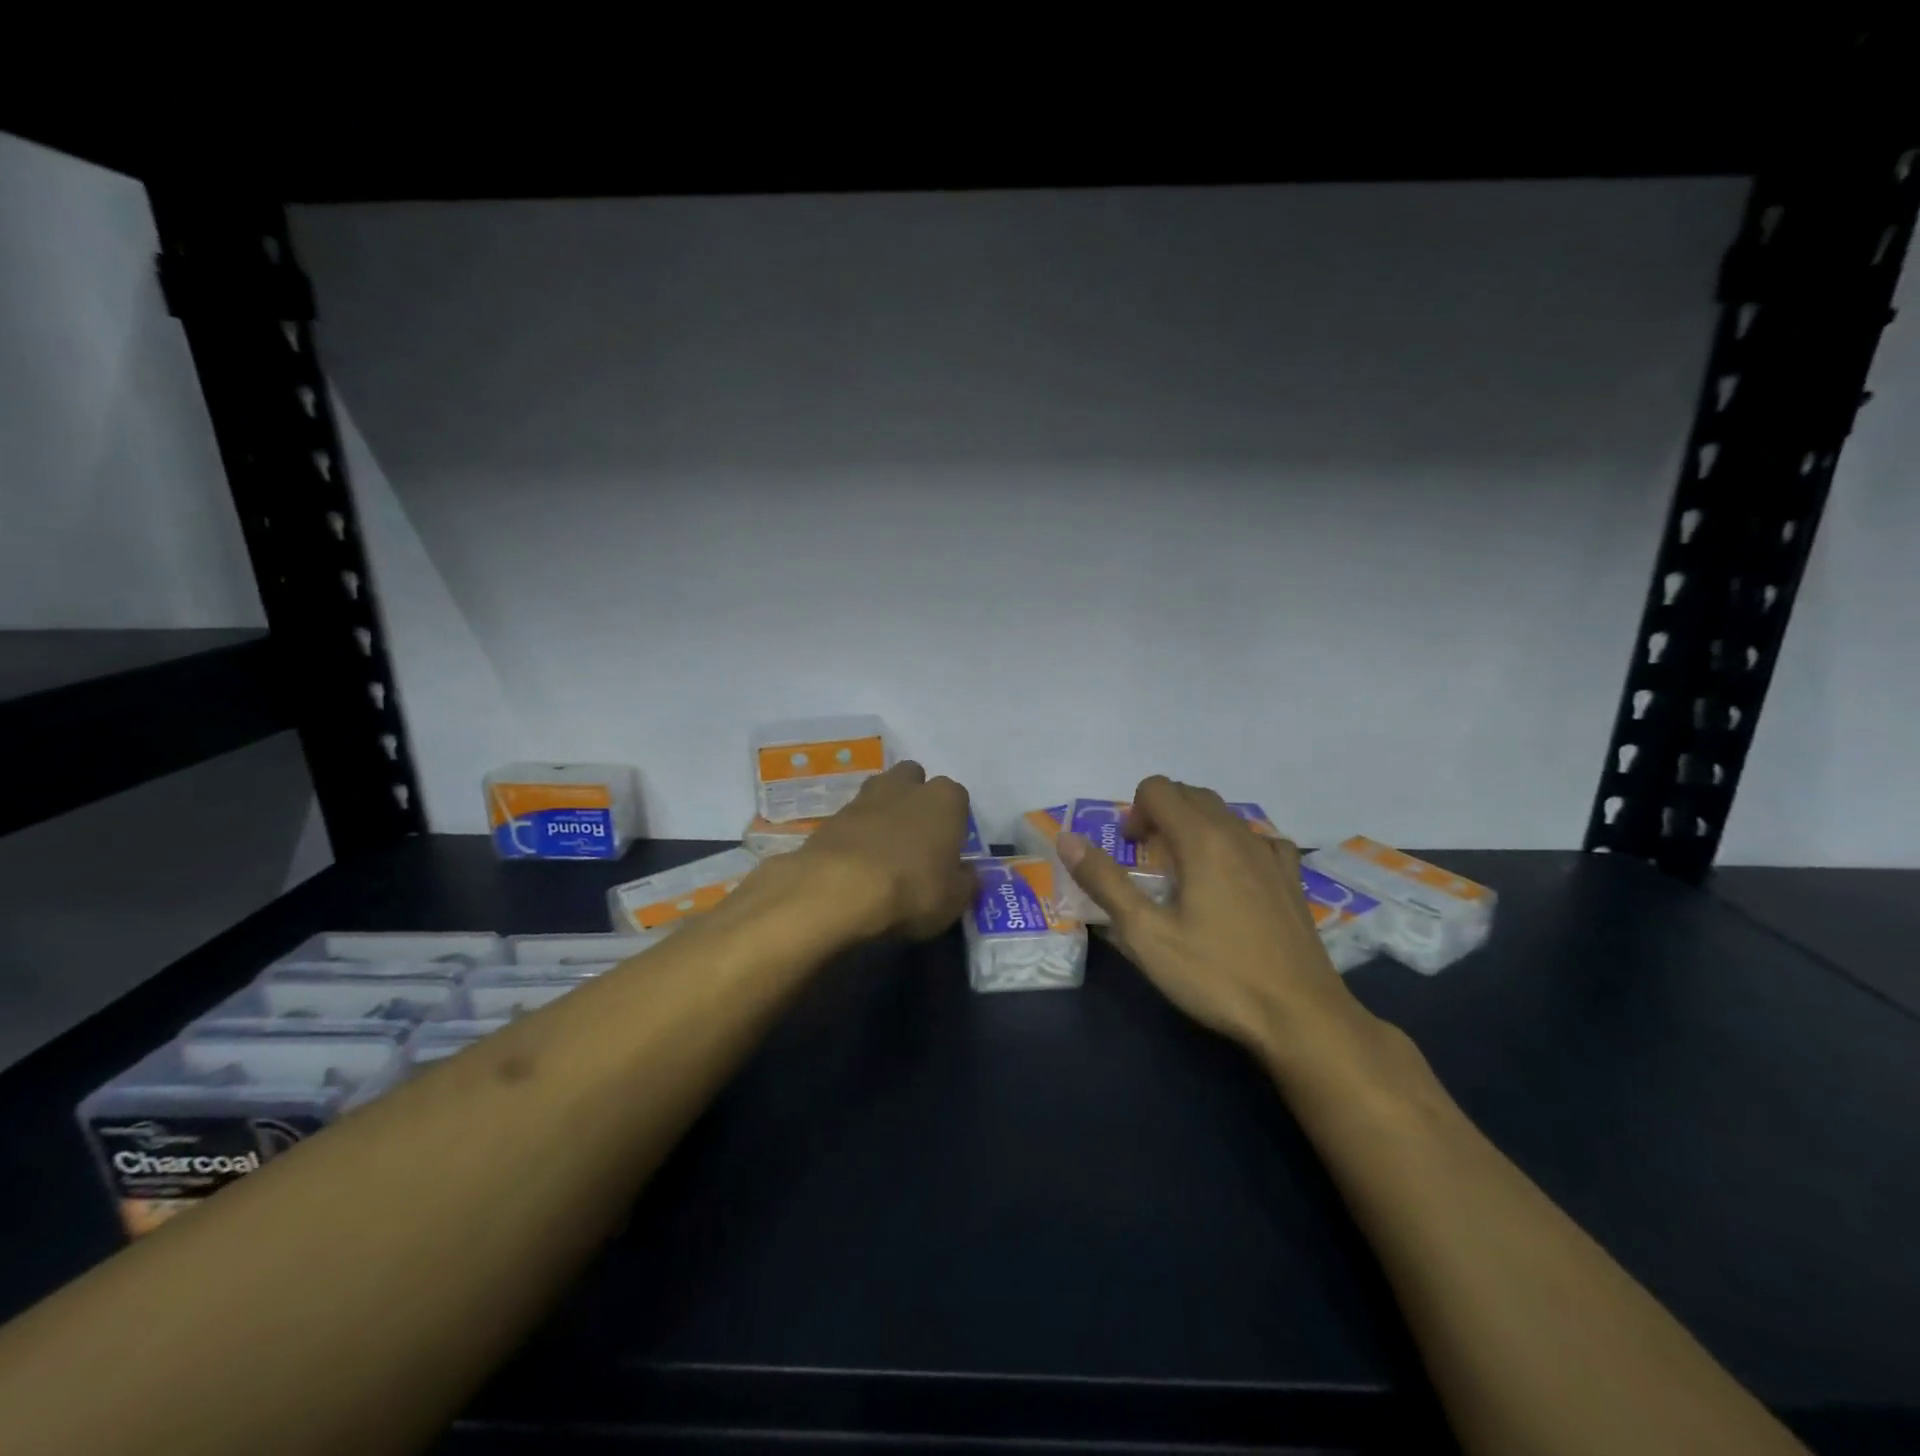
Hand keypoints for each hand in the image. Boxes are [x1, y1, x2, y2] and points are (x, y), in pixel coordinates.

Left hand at [788, 761, 975, 940]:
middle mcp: (906, 786)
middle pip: (914, 779)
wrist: (838, 890)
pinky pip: (852, 819)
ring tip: (884, 850)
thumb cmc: (911, 890)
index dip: (954, 822)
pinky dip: (856, 834)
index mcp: (944, 799)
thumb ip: (965, 881)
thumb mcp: (954, 900)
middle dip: (915, 799)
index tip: (949, 849)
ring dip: (884, 813)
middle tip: (916, 839)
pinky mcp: (832, 816)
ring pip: (880, 793)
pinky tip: (856, 863)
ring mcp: (864, 797)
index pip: (957, 797)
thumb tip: (967, 872)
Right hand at [1057, 776, 1370, 1057]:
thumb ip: (1104, 881)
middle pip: (1191, 794)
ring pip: (1225, 814)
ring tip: (1185, 873)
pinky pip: (1257, 839)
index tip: (1129, 852)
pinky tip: (1232, 879)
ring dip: (1195, 827)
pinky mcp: (1292, 879)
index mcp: (1201, 840)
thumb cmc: (1216, 975)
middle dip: (1160, 814)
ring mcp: (1271, 854)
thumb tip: (1067, 838)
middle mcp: (1238, 834)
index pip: (1158, 789)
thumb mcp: (1146, 934)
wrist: (1302, 1017)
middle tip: (1148, 862)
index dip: (1133, 812)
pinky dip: (1233, 844)